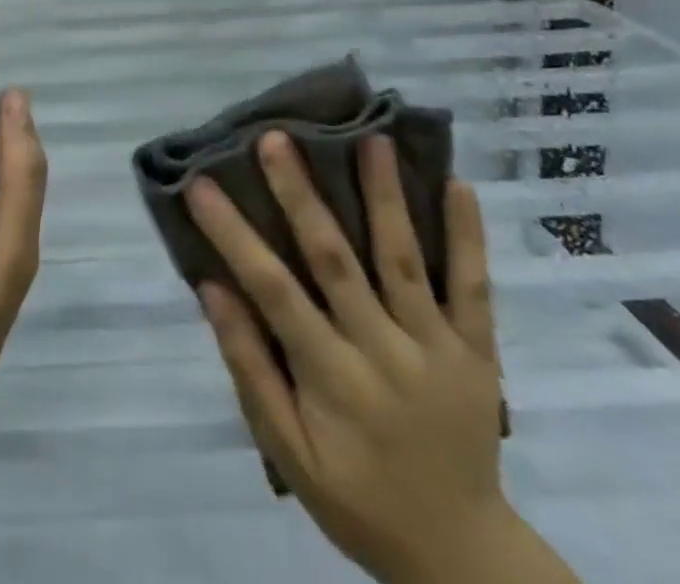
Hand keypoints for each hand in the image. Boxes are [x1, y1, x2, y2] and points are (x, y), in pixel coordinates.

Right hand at [189, 133, 575, 583]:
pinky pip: (475, 289)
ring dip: (385, 196)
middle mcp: (383, 351)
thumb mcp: (289, 453)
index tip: (200, 183)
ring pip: (404, 260)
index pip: (272, 291)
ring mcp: (436, 347)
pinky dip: (468, 236)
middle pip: (336, 260)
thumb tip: (212, 289)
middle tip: (276, 137)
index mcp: (332, 378)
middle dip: (301, 194)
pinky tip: (459, 184)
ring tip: (370, 137)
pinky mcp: (478, 352)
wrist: (462, 555)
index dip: (233, 233)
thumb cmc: (358, 498)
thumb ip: (250, 369)